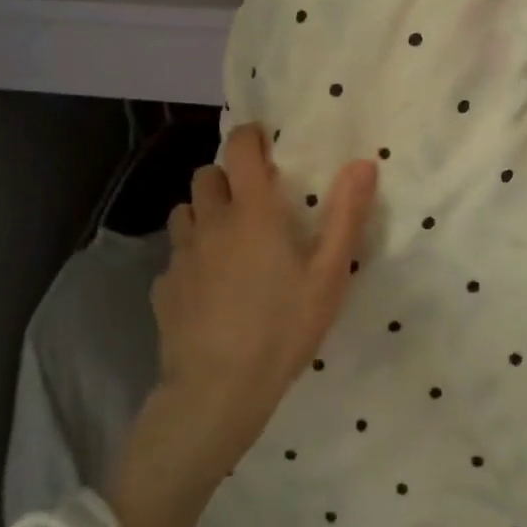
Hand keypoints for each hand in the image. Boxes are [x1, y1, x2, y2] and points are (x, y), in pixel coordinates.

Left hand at [152, 123, 376, 440]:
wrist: (217, 390)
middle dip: (227, 177)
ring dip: (205, 212)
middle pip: (206, 176)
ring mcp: (181, 255)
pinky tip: (208, 287)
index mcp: (252, 211)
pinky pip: (175, 255)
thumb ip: (346, 215)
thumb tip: (362, 162)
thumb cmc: (283, 327)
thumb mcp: (329, 274)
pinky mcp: (164, 287)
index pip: (239, 149)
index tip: (263, 143)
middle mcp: (211, 222)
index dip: (249, 136)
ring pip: (185, 212)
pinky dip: (191, 257)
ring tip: (228, 239)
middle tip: (252, 200)